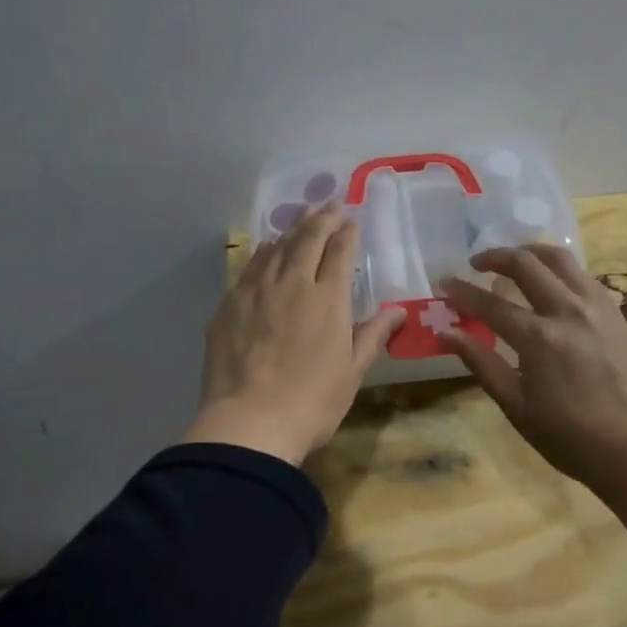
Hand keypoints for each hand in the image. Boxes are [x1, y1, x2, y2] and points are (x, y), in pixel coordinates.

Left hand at [181, 202, 404, 465]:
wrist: (249, 424)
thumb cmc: (312, 402)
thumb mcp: (352, 372)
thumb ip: (373, 335)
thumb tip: (397, 311)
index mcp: (329, 299)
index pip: (340, 252)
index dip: (347, 232)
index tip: (351, 219)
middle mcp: (293, 284)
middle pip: (307, 239)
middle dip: (321, 217)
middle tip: (330, 203)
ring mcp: (256, 291)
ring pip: (276, 247)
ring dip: (291, 229)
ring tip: (300, 217)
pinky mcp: (229, 305)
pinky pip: (249, 267)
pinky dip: (262, 252)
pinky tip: (265, 248)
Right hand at [441, 245, 626, 486]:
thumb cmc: (569, 436)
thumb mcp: (516, 405)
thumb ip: (480, 362)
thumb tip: (446, 333)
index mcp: (538, 337)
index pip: (490, 303)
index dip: (462, 291)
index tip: (444, 282)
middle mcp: (568, 310)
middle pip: (526, 264)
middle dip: (495, 256)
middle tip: (476, 264)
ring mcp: (597, 307)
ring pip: (561, 259)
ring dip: (531, 252)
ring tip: (515, 260)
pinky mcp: (617, 314)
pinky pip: (584, 276)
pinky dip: (561, 270)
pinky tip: (553, 285)